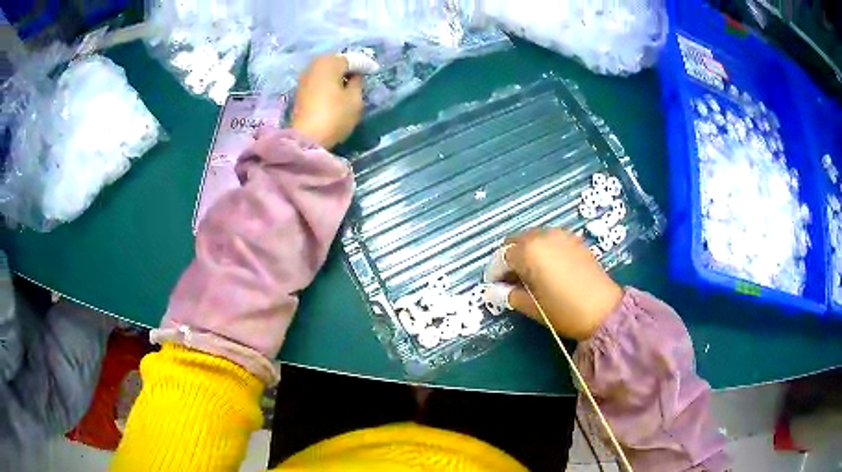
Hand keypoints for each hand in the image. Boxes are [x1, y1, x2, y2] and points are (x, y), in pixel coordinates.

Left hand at [291, 55, 363, 148]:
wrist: (306, 139)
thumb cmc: (334, 116)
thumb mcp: (355, 99)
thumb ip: (357, 83)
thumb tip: (354, 76)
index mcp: (329, 62)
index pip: (351, 59)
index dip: (364, 64)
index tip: (374, 70)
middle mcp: (314, 65)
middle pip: (336, 63)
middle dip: (348, 67)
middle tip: (361, 75)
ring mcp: (304, 78)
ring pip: (326, 72)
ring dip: (337, 76)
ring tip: (349, 84)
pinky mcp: (300, 92)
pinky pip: (319, 81)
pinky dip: (328, 83)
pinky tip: (336, 91)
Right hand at [493, 228, 623, 339]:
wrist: (603, 310)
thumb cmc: (564, 310)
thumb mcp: (532, 306)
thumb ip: (508, 294)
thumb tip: (493, 291)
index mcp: (529, 251)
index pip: (501, 256)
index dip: (494, 272)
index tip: (494, 286)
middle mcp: (543, 236)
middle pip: (515, 242)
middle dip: (508, 259)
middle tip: (510, 280)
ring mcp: (560, 235)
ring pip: (532, 238)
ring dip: (525, 252)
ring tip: (529, 274)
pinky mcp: (574, 239)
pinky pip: (549, 239)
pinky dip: (542, 250)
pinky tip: (547, 268)